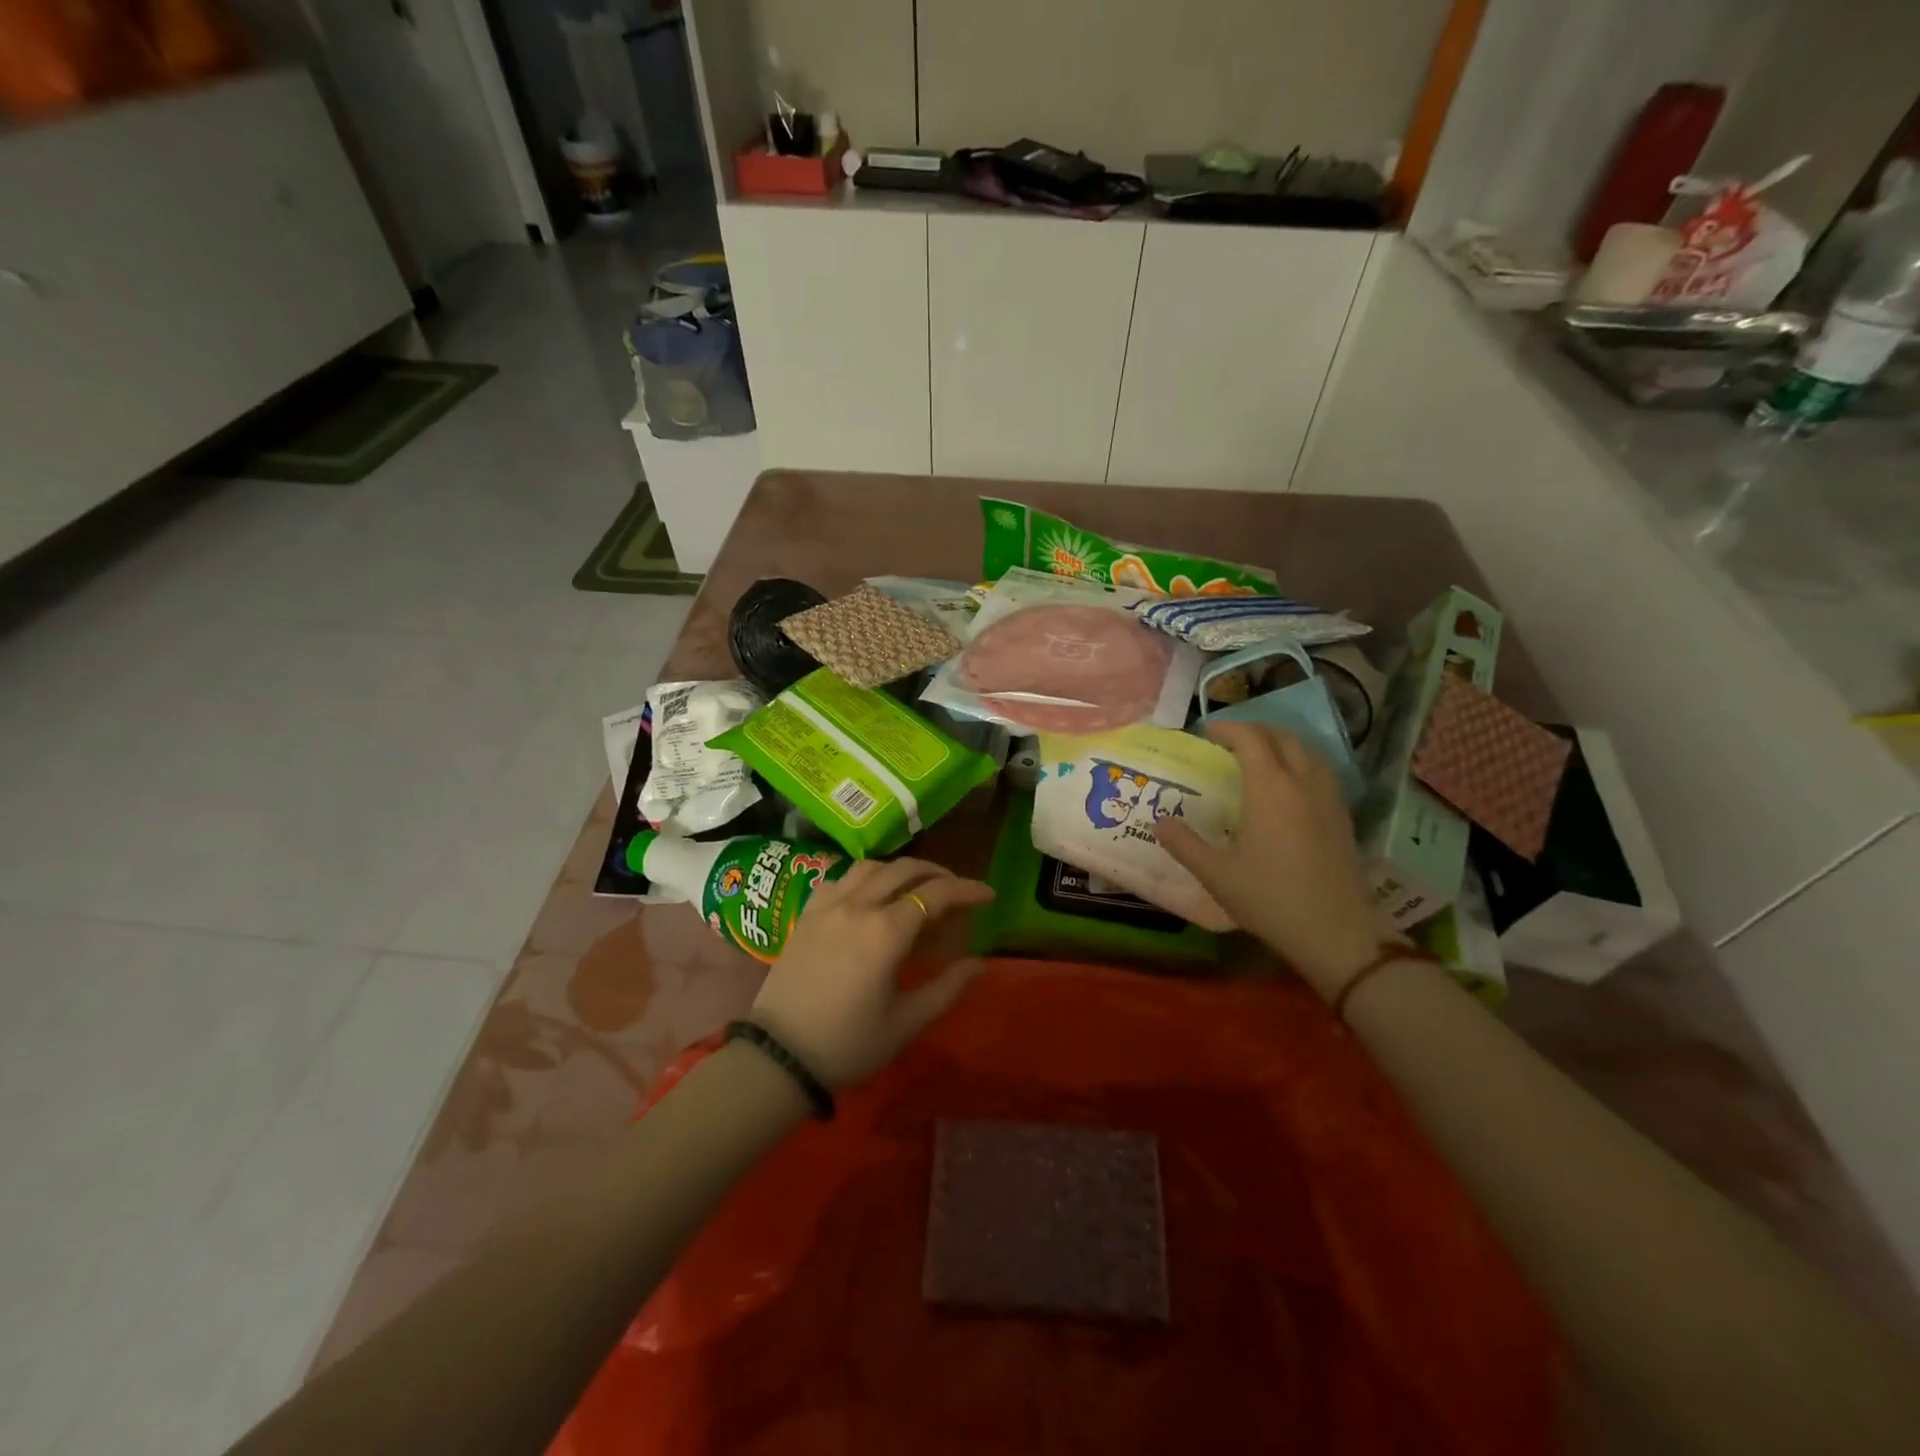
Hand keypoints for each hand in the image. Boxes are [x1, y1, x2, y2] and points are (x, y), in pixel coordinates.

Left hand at [747, 858, 993, 1088]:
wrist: (779, 1057)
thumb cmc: (848, 1045)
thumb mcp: (906, 1023)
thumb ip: (946, 988)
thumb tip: (979, 963)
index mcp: (886, 932)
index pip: (936, 894)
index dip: (967, 890)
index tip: (988, 895)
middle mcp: (858, 906)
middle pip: (905, 869)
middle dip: (937, 873)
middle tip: (956, 890)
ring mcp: (828, 906)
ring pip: (871, 867)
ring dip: (900, 869)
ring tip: (916, 886)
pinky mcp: (807, 914)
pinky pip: (841, 879)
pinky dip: (865, 878)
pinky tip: (870, 895)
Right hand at [1157, 722, 1385, 999]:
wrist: (1335, 933)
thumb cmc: (1270, 899)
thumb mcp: (1216, 874)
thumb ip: (1185, 844)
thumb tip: (1160, 823)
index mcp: (1270, 788)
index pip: (1250, 739)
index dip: (1228, 729)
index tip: (1207, 733)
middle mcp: (1303, 783)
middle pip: (1283, 738)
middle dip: (1256, 731)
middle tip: (1232, 741)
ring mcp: (1329, 799)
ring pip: (1309, 752)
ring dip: (1283, 744)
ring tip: (1262, 757)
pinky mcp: (1344, 818)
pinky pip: (1323, 773)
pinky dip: (1302, 764)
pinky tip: (1291, 787)